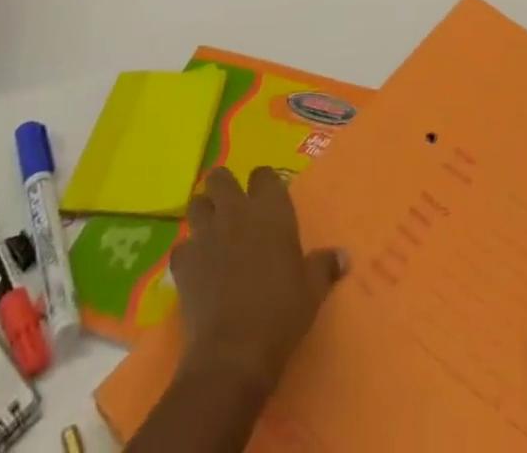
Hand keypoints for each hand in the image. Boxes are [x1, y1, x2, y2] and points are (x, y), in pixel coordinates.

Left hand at [171, 166, 346, 397]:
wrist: (233, 353)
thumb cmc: (281, 313)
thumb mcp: (312, 290)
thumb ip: (325, 266)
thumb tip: (344, 256)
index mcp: (271, 209)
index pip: (264, 174)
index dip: (264, 184)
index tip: (267, 200)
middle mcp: (236, 211)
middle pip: (220, 177)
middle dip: (224, 188)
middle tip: (233, 210)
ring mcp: (206, 234)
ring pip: (196, 204)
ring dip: (203, 215)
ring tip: (212, 234)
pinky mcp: (183, 262)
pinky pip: (181, 246)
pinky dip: (187, 254)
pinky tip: (196, 270)